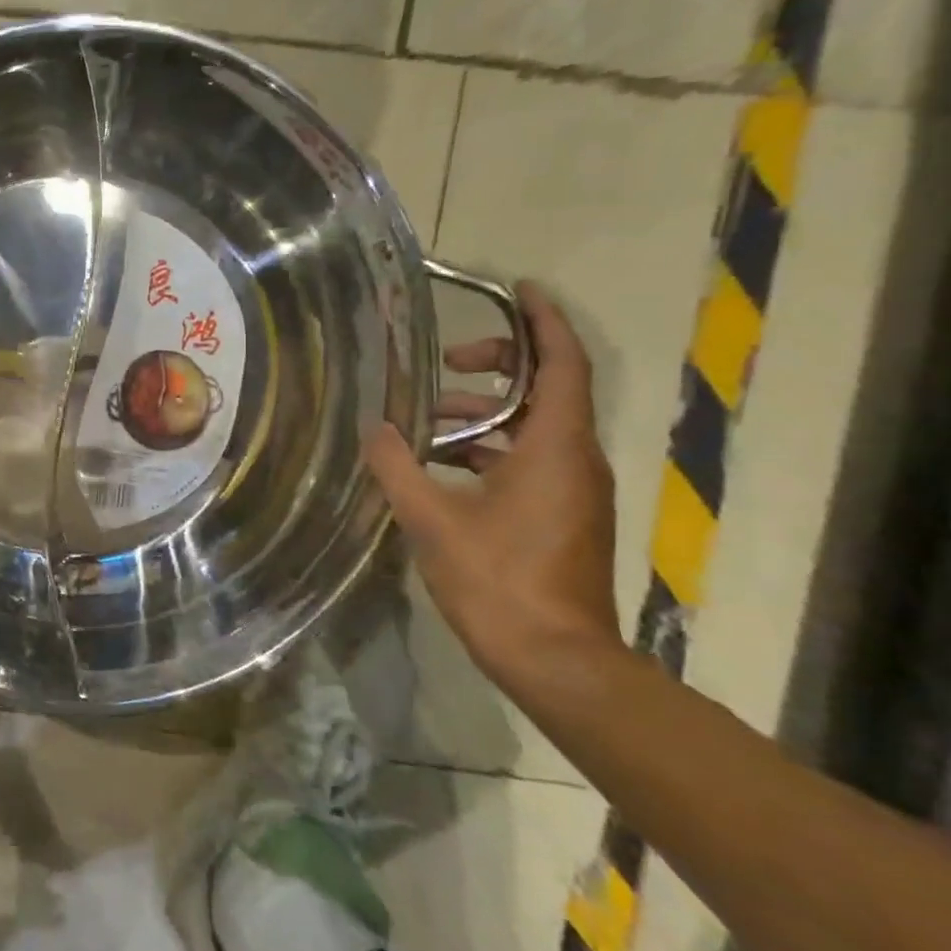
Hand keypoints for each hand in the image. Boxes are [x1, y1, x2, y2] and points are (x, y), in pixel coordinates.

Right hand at [362, 281, 621, 693]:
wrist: (557, 661)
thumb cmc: (500, 583)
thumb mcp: (433, 520)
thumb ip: (399, 467)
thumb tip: (376, 428)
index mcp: (555, 449)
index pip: (561, 366)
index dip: (544, 322)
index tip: (520, 289)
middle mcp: (574, 460)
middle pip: (547, 390)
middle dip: (499, 365)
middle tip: (448, 359)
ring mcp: (572, 491)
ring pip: (532, 428)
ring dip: (484, 412)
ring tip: (425, 418)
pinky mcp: (562, 516)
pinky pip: (527, 459)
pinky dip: (487, 448)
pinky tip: (438, 465)